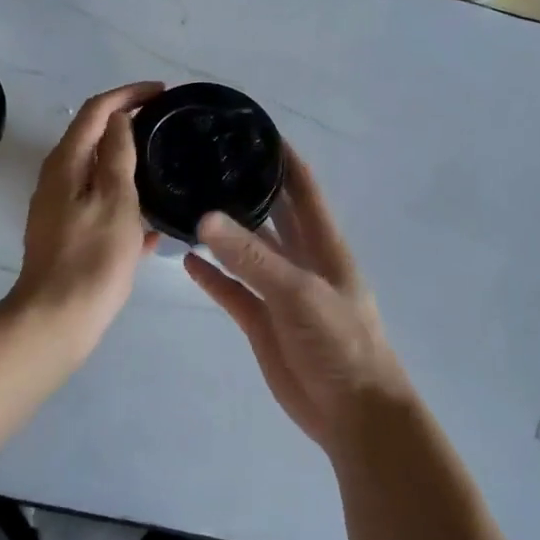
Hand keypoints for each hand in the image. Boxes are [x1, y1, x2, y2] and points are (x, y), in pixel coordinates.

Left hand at [9, 82, 162, 349]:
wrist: (57, 320)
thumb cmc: (92, 257)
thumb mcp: (115, 200)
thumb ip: (117, 155)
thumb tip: (119, 118)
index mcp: (66, 163)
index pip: (96, 110)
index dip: (129, 95)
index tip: (163, 93)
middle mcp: (57, 179)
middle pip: (94, 137)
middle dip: (129, 124)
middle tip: (167, 125)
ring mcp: (60, 209)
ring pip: (99, 174)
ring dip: (130, 165)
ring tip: (166, 168)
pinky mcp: (68, 235)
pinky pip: (101, 206)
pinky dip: (124, 203)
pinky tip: (152, 227)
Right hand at [185, 149, 413, 458]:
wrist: (353, 413)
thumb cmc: (340, 343)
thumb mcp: (299, 293)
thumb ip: (253, 258)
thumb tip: (206, 217)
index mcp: (323, 244)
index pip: (302, 188)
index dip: (282, 157)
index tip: (251, 127)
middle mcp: (300, 260)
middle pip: (271, 214)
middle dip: (246, 188)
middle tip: (203, 161)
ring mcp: (279, 291)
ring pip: (246, 251)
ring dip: (222, 232)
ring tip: (186, 203)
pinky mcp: (261, 321)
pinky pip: (232, 290)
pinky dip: (212, 276)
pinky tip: (186, 258)